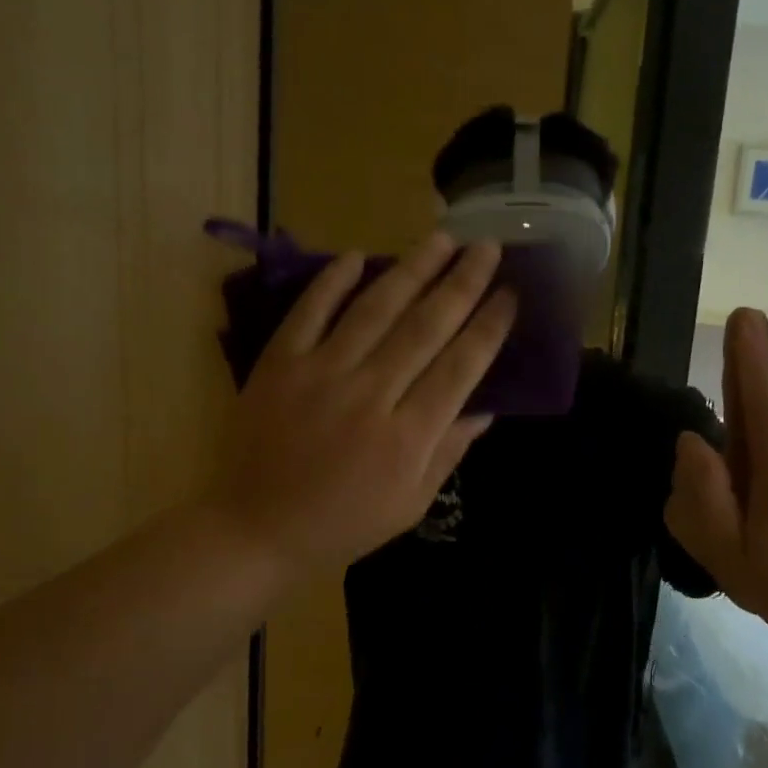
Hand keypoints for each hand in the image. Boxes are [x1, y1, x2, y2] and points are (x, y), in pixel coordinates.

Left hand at [204, 234, 514, 581]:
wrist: (257, 529)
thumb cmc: (343, 524)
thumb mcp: (411, 504)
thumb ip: (448, 452)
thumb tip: (485, 408)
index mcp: (407, 437)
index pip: (461, 367)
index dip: (489, 327)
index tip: (510, 295)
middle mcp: (370, 395)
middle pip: (425, 327)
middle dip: (462, 283)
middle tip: (488, 248)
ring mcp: (321, 374)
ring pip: (375, 309)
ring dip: (412, 269)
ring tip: (442, 238)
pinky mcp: (279, 364)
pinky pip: (309, 312)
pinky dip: (332, 282)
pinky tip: (358, 255)